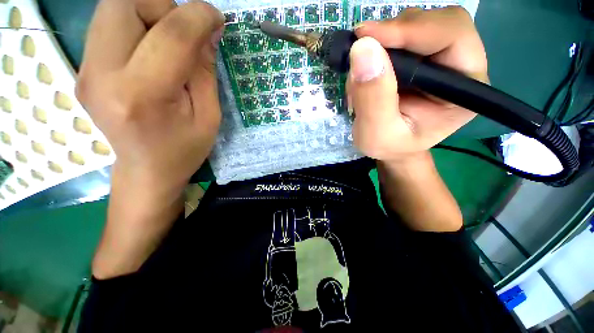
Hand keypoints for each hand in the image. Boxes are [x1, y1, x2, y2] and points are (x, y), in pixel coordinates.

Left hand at [77, 0, 223, 278]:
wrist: (147, 170)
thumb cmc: (185, 148)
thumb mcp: (209, 116)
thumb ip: (205, 71)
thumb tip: (207, 31)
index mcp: (143, 95)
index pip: (171, 34)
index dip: (198, 16)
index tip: (216, 19)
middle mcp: (102, 75)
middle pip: (124, 2)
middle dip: (163, 6)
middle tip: (185, 33)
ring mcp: (86, 70)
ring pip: (112, 7)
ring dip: (148, 12)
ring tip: (169, 42)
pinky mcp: (83, 68)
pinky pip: (108, 24)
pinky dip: (135, 23)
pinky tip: (151, 49)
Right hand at [347, 6, 487, 160]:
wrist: (391, 147)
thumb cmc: (390, 146)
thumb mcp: (377, 133)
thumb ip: (373, 98)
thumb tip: (363, 49)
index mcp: (465, 88)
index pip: (451, 35)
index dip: (410, 29)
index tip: (365, 37)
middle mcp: (460, 65)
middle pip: (435, 22)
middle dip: (393, 34)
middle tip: (360, 51)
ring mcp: (440, 59)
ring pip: (414, 25)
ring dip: (382, 44)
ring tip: (362, 77)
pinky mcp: (421, 58)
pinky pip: (400, 38)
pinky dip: (377, 50)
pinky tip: (367, 74)